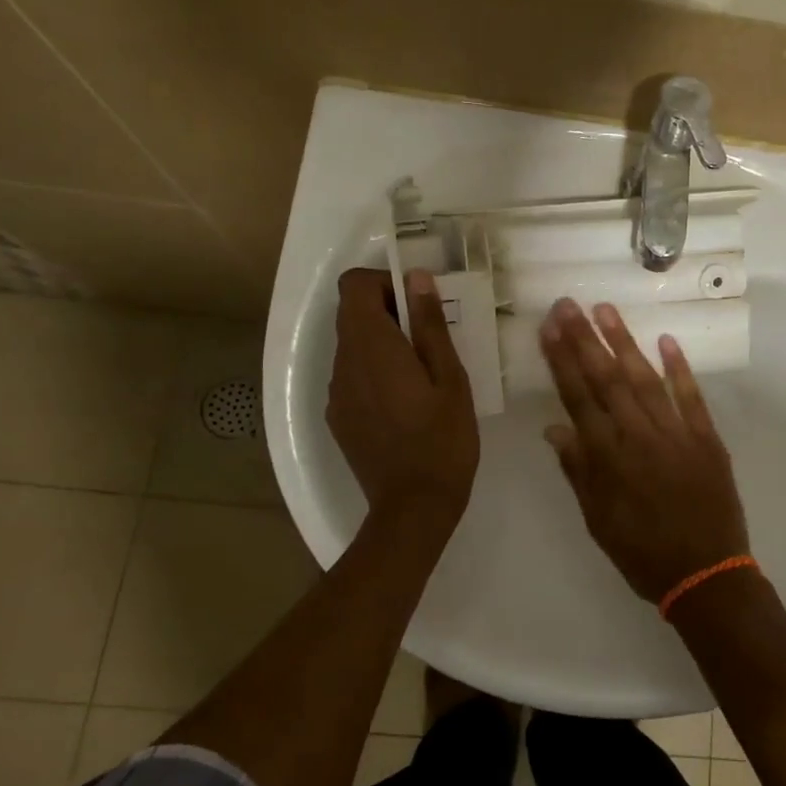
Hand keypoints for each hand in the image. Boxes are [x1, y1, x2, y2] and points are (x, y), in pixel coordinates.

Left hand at [327, 267, 478, 535]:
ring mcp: (336, 392)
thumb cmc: (443, 439)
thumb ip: (429, 324)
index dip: (385, 282)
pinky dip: (375, 371)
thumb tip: (417, 278)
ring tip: (423, 373)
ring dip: (383, 343)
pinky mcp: (338, 416)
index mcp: (371, 346)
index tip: (419, 304)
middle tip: (431, 339)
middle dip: (389, 312)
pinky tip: (406, 403)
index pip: (354, 286)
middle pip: (352, 314)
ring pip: (353, 346)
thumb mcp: (449, 377)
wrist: (413, 507)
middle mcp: (343, 363)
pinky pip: (353, 376)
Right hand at [539, 299, 748, 602]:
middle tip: (568, 305)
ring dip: (624, 343)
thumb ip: (578, 471)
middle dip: (585, 340)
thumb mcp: (598, 521)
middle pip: (607, 380)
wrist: (707, 575)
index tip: (550, 329)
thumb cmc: (643, 553)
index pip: (579, 399)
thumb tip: (554, 428)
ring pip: (645, 380)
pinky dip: (680, 369)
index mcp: (609, 459)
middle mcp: (640, 438)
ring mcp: (676, 434)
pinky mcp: (707, 439)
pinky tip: (667, 341)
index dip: (562, 361)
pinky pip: (691, 398)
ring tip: (605, 310)